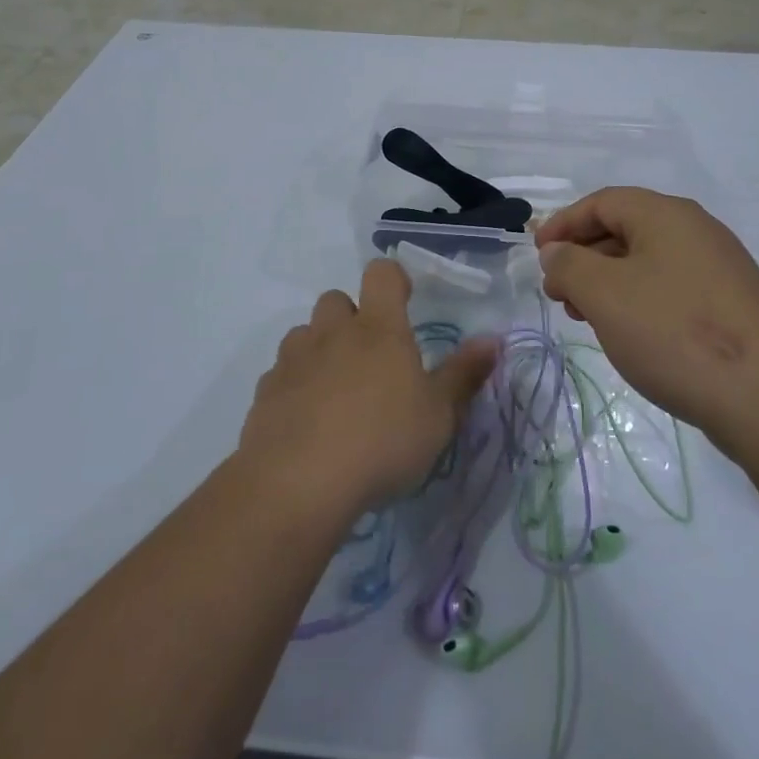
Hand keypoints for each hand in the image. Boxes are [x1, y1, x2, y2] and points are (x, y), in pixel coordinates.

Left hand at [239, 260, 497, 521]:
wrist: (298, 483)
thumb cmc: (382, 442)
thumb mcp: (439, 415)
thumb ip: (464, 374)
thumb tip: (493, 339)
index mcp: (379, 328)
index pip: (382, 274)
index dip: (393, 279)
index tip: (404, 300)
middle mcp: (333, 332)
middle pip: (336, 300)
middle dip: (351, 318)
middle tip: (370, 358)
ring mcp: (294, 359)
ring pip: (304, 334)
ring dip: (320, 350)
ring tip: (336, 391)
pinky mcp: (265, 392)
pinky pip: (281, 373)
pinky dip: (295, 386)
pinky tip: (306, 422)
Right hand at [537, 188, 758, 438]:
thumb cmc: (673, 333)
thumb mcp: (603, 294)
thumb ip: (568, 265)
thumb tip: (558, 253)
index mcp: (666, 214)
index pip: (602, 202)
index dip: (563, 225)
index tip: (538, 256)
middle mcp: (697, 229)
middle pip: (625, 228)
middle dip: (584, 257)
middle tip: (560, 295)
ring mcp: (720, 267)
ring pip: (648, 261)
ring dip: (608, 282)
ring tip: (588, 319)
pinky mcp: (732, 304)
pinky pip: (672, 286)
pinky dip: (639, 299)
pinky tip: (631, 333)